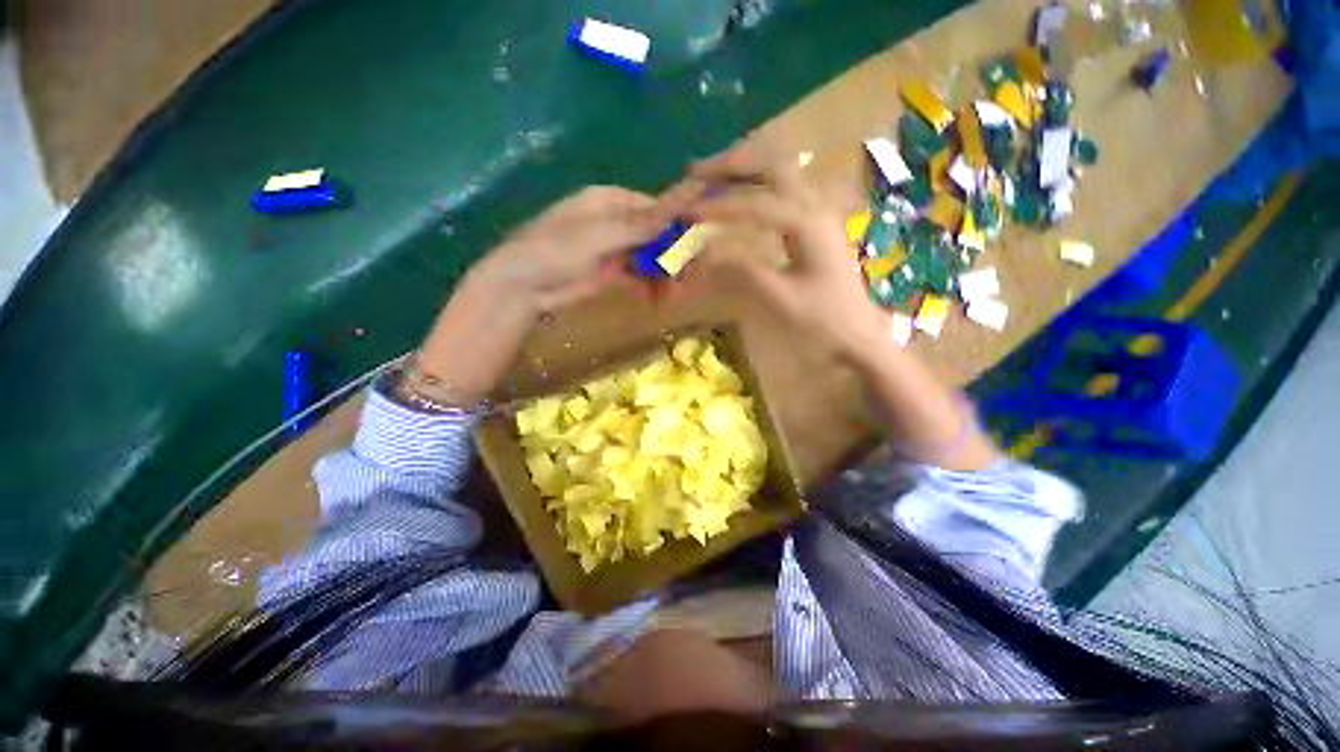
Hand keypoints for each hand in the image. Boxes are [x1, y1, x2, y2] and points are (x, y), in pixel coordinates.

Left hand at [471, 185, 685, 316]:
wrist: (525, 287)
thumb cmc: (556, 250)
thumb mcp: (598, 234)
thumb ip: (639, 225)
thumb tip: (677, 209)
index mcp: (610, 201)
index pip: (653, 206)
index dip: (677, 220)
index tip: (699, 238)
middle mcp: (616, 222)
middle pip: (655, 232)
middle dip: (673, 252)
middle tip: (690, 274)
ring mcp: (615, 249)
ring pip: (650, 256)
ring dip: (665, 273)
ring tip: (676, 292)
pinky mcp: (613, 273)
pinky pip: (640, 275)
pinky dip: (652, 285)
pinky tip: (660, 298)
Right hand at [680, 150, 887, 357]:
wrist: (857, 332)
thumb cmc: (822, 319)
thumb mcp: (780, 298)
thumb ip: (743, 269)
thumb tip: (705, 250)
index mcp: (809, 225)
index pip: (756, 205)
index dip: (718, 207)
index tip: (687, 212)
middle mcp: (817, 206)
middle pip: (772, 166)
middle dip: (732, 165)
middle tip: (697, 172)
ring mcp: (820, 211)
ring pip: (781, 172)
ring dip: (745, 169)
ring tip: (712, 176)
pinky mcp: (817, 221)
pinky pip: (785, 188)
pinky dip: (758, 184)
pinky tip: (742, 193)